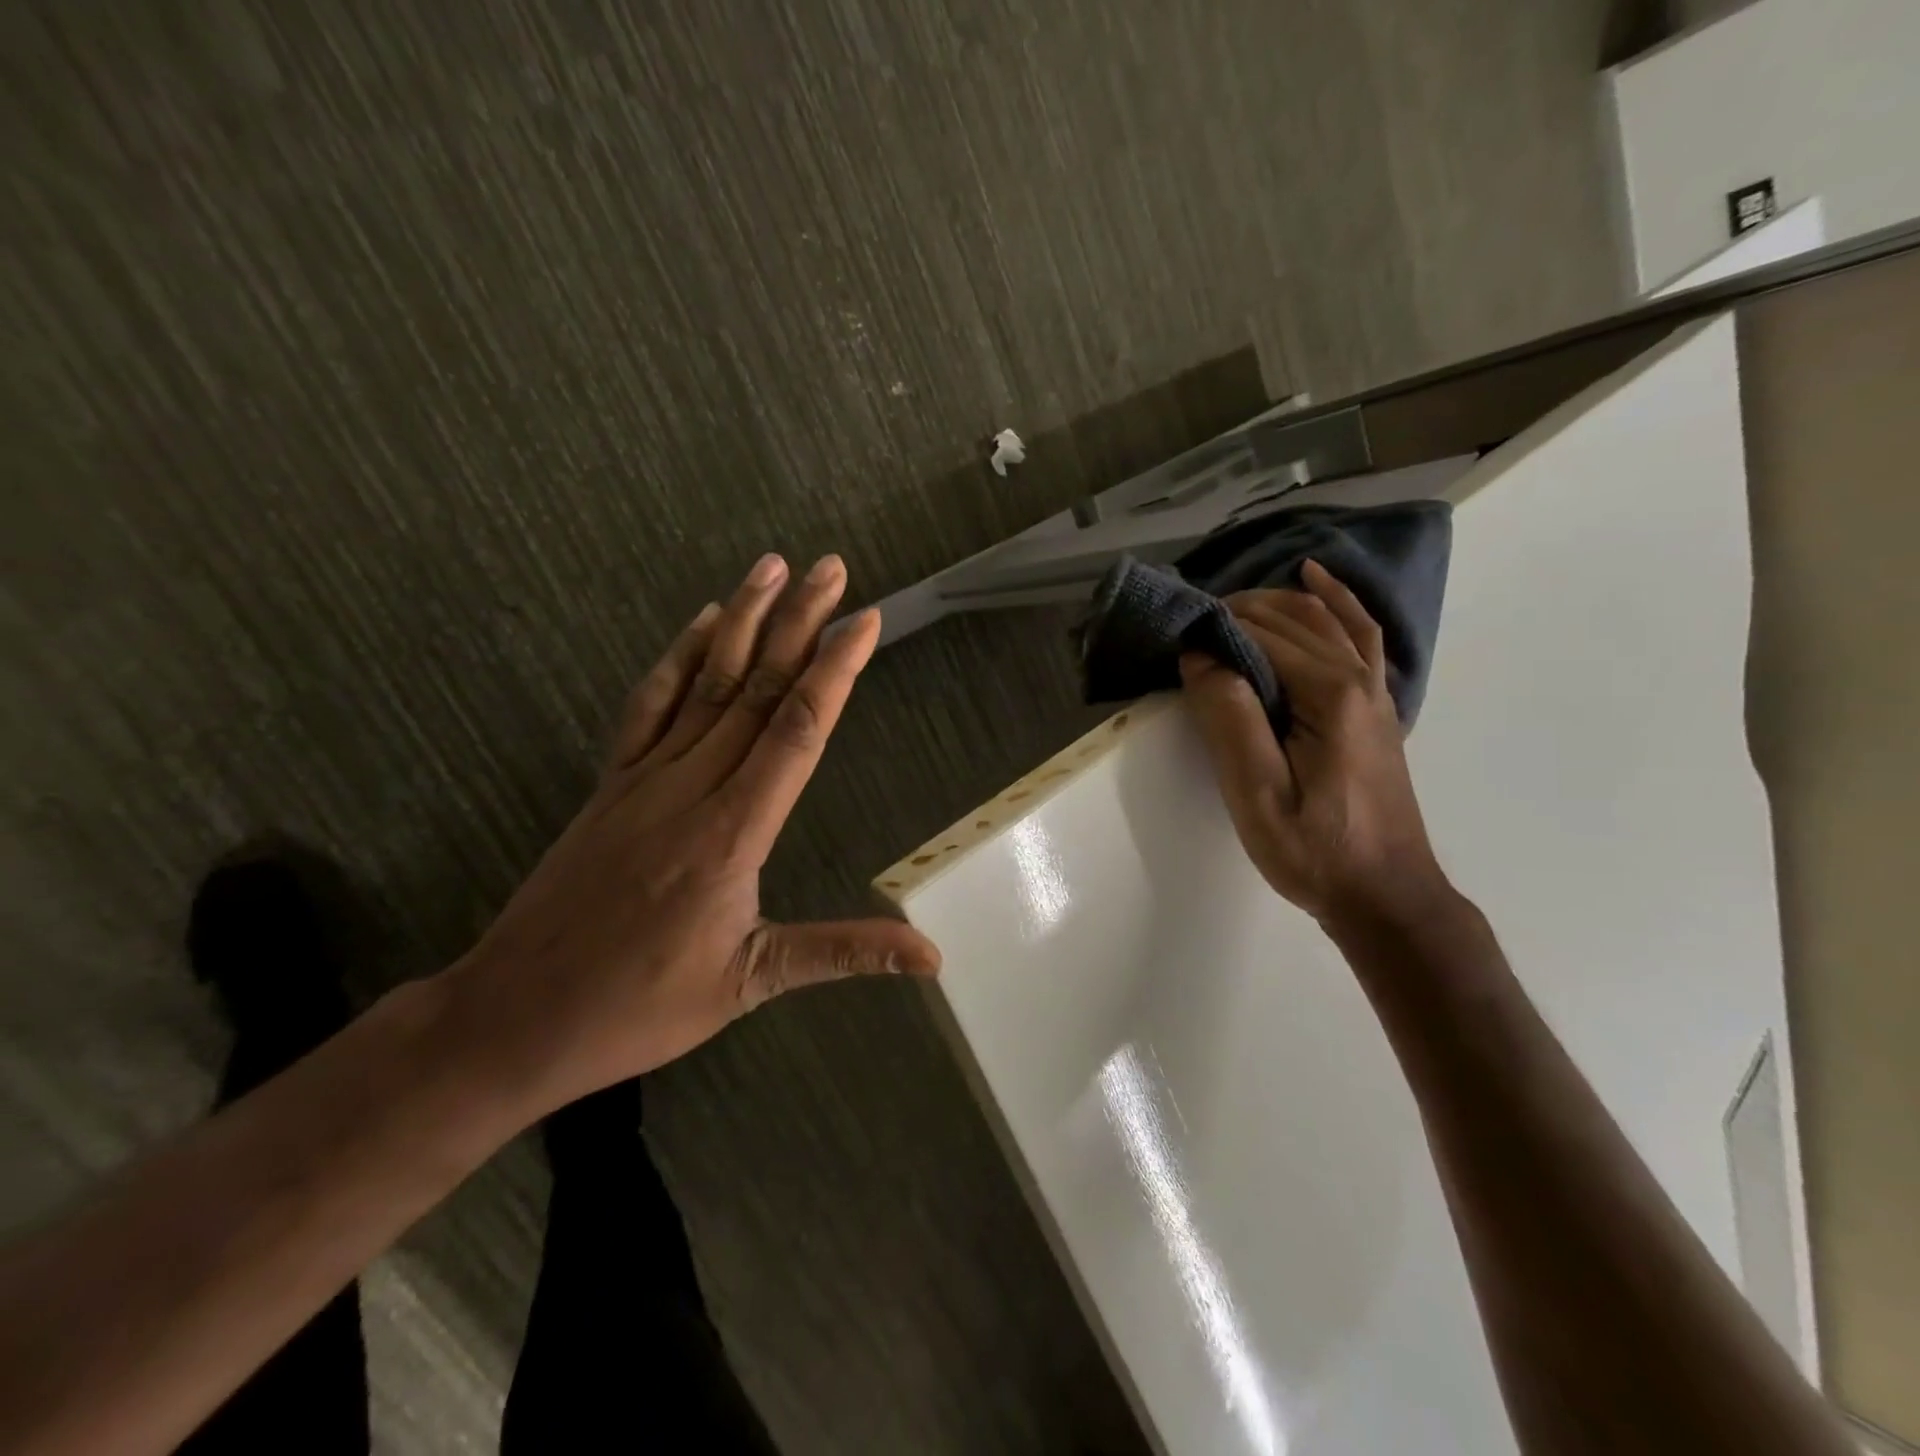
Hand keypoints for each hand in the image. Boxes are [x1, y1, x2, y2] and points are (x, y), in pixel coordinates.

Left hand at [444, 552, 940, 1115]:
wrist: (515, 1014)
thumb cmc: (640, 1005)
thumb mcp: (749, 983)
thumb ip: (842, 952)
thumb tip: (929, 955)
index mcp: (732, 831)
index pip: (795, 730)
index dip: (834, 671)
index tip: (864, 620)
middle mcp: (692, 787)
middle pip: (756, 688)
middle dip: (799, 623)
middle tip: (831, 568)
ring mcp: (644, 777)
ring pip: (705, 683)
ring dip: (744, 621)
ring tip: (773, 567)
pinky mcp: (612, 782)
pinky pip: (649, 705)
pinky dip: (678, 656)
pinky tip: (702, 622)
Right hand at [1178, 559, 1445, 926]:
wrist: (1386, 896)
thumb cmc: (1314, 851)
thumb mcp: (1257, 794)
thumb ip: (1230, 718)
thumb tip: (1202, 655)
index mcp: (1328, 695)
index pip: (1262, 635)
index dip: (1215, 630)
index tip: (1174, 640)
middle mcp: (1358, 679)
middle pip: (1293, 619)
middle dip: (1237, 611)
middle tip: (1188, 627)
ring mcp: (1375, 690)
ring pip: (1326, 619)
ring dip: (1277, 602)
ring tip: (1231, 602)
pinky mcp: (1375, 707)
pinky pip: (1358, 635)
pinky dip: (1337, 602)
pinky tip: (1317, 582)